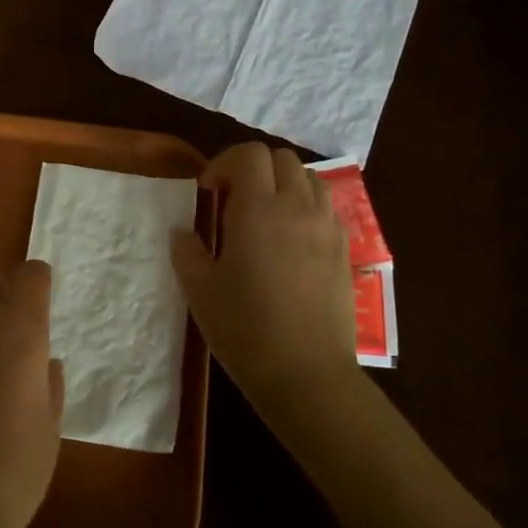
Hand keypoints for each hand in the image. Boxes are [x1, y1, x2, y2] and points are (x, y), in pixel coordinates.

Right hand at [170, 143, 357, 414]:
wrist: (306, 373)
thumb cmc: (245, 328)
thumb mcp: (199, 290)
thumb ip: (187, 251)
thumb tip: (183, 232)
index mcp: (258, 209)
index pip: (249, 154)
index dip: (224, 163)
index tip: (209, 192)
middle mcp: (298, 207)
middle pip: (282, 158)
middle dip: (254, 168)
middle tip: (233, 200)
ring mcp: (327, 228)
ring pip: (310, 179)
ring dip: (284, 184)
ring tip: (265, 215)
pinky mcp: (344, 250)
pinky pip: (327, 208)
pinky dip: (306, 207)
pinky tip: (291, 241)